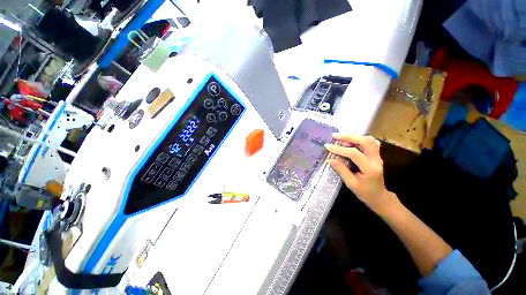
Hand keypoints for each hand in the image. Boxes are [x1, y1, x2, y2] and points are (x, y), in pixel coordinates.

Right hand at [325, 134, 397, 212]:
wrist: (379, 196)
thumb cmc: (364, 192)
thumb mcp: (351, 183)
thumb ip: (341, 170)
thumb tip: (329, 159)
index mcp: (369, 168)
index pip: (354, 153)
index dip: (340, 149)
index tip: (327, 147)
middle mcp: (376, 160)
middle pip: (364, 141)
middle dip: (348, 137)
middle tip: (334, 136)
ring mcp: (377, 156)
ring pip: (368, 140)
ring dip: (354, 136)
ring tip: (341, 138)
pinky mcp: (376, 155)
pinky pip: (370, 142)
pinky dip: (360, 139)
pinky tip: (351, 140)